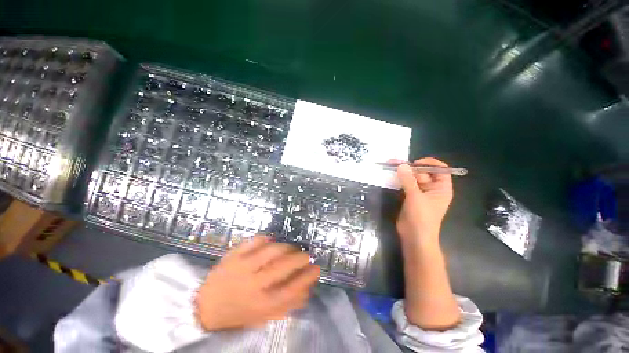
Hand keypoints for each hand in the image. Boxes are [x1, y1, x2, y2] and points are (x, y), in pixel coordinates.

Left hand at [195, 237, 319, 330]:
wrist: (205, 308)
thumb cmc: (237, 314)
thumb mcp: (263, 317)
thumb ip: (286, 306)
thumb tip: (307, 291)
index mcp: (261, 304)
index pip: (292, 289)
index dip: (307, 277)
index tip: (316, 268)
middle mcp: (253, 284)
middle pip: (283, 266)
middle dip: (299, 258)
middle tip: (306, 255)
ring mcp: (242, 267)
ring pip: (271, 250)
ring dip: (286, 247)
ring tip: (290, 248)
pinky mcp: (233, 256)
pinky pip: (253, 241)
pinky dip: (265, 238)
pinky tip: (271, 240)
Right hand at [395, 157, 452, 244]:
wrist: (414, 237)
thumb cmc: (421, 217)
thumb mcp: (415, 197)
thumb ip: (408, 180)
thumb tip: (402, 165)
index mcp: (441, 188)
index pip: (440, 170)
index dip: (429, 164)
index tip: (415, 163)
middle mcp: (432, 189)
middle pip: (424, 173)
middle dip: (411, 167)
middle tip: (396, 163)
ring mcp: (420, 193)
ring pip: (413, 178)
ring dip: (404, 173)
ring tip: (391, 165)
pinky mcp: (410, 197)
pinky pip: (406, 185)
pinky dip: (400, 180)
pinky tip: (392, 176)